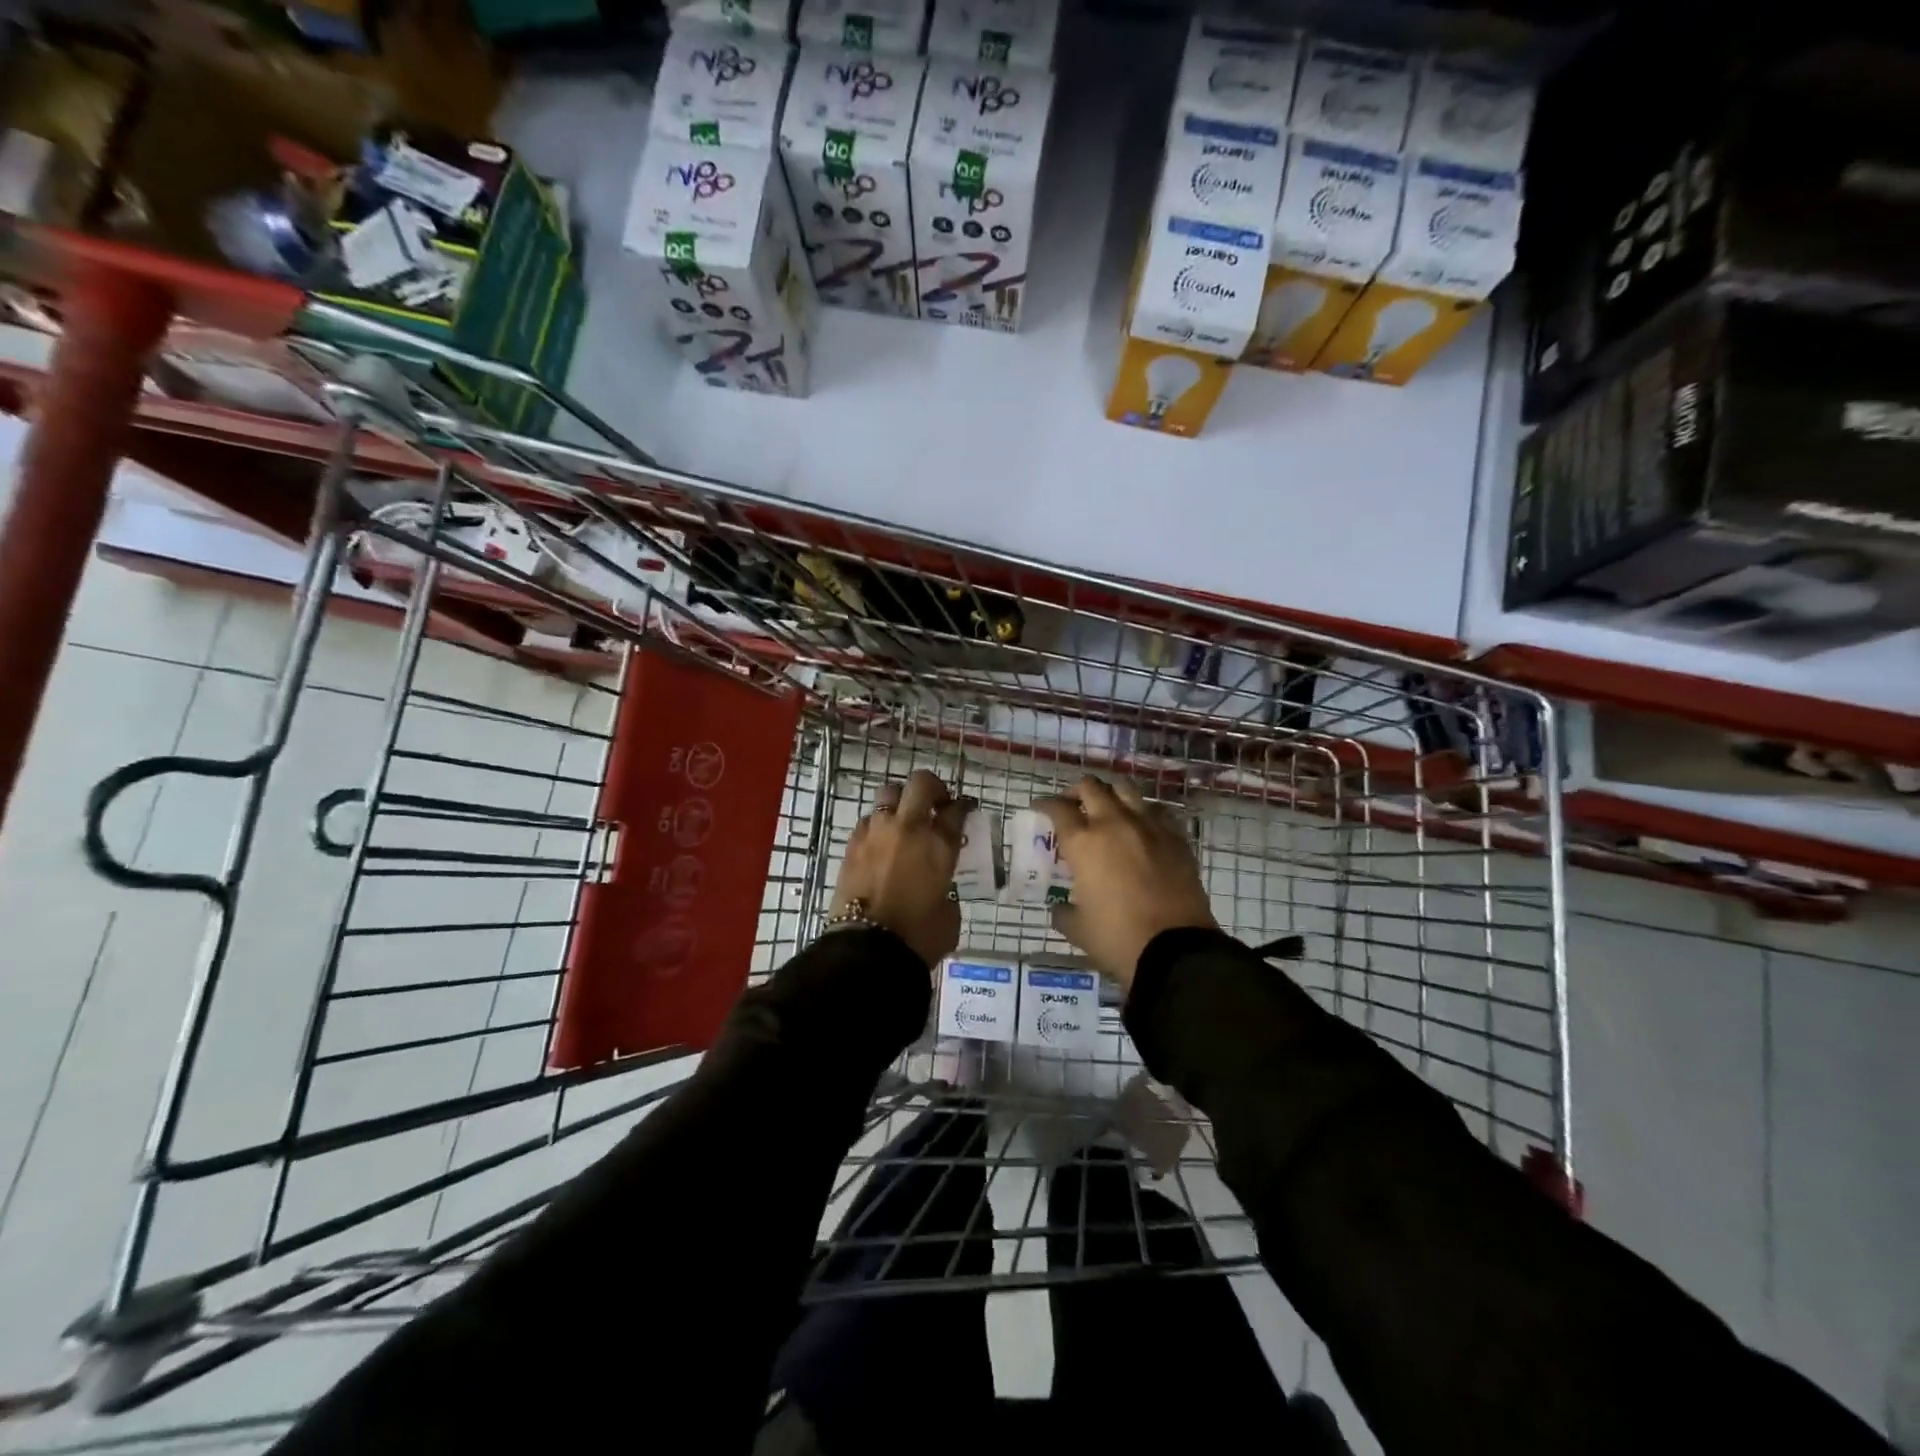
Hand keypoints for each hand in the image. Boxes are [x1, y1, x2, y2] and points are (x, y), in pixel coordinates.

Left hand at [830, 769, 968, 967]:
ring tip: (904, 820)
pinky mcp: (852, 844)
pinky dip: (878, 825)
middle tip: (936, 804)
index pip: (956, 810)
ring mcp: (877, 832)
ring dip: (901, 802)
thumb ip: (947, 891)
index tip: (964, 810)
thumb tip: (939, 888)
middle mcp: (908, 828)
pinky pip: (868, 820)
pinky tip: (881, 843)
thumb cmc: (918, 938)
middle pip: (921, 783)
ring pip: (889, 793)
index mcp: (939, 845)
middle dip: (932, 788)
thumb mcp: (949, 915)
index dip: (962, 807)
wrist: (867, 949)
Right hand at [1035, 776, 1216, 991]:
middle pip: (1091, 788)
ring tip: (1107, 810)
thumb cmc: (1118, 938)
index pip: (1058, 809)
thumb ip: (1064, 912)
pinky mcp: (1176, 838)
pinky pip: (1156, 811)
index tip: (1040, 808)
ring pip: (1126, 790)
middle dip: (1076, 792)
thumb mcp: (1078, 929)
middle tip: (1072, 806)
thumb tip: (1061, 908)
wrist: (1176, 950)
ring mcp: (1149, 827)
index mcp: (1084, 843)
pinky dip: (1143, 813)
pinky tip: (1141, 829)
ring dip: (1111, 795)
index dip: (1046, 805)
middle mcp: (1115, 824)